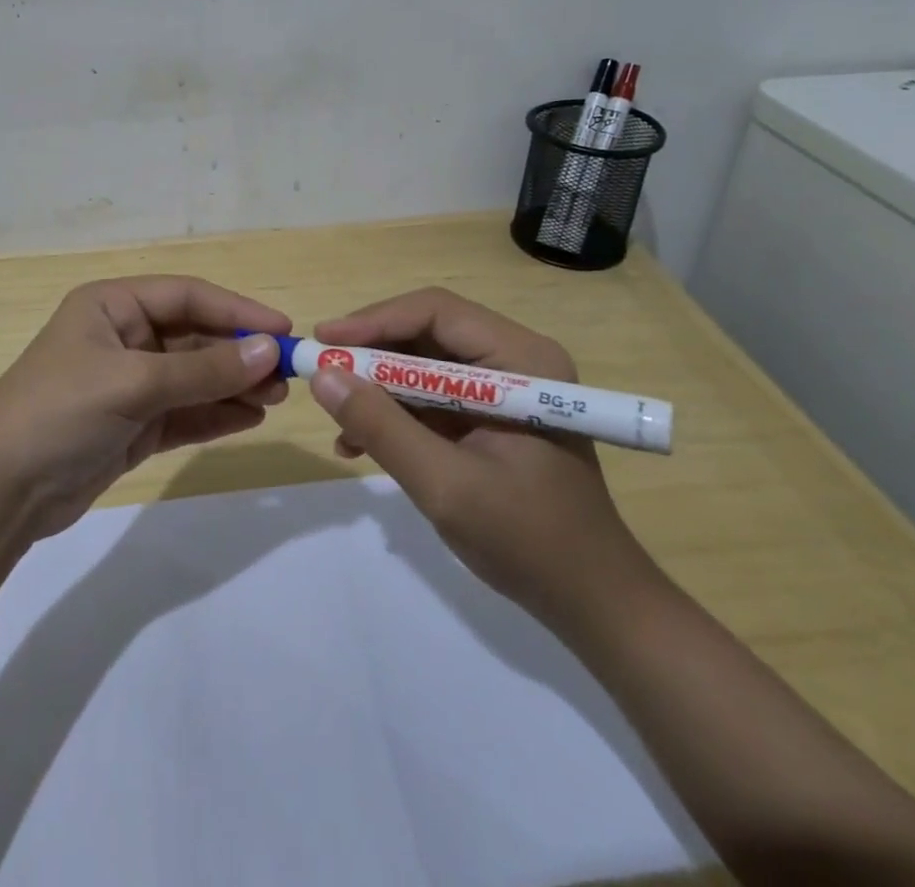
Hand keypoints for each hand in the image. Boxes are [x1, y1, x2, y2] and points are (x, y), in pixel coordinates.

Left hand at [0, 276, 290, 539]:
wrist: (0, 493)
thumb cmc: (60, 412)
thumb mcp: (133, 383)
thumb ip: (203, 370)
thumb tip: (269, 350)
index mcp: (112, 306)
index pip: (187, 296)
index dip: (237, 310)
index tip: (283, 329)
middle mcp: (123, 337)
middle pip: (195, 336)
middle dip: (239, 353)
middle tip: (287, 374)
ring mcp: (129, 384)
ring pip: (194, 376)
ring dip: (234, 384)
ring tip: (275, 398)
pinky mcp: (134, 425)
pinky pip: (185, 411)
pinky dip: (216, 414)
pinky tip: (250, 417)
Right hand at [308, 288, 653, 631]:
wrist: (592, 603)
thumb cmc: (530, 541)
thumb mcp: (445, 485)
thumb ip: (382, 427)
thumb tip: (322, 376)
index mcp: (521, 360)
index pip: (436, 312)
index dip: (375, 321)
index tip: (324, 343)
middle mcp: (514, 360)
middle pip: (426, 334)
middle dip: (371, 356)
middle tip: (322, 375)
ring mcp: (503, 389)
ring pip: (422, 365)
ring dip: (377, 389)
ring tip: (340, 423)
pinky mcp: (489, 416)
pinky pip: (430, 397)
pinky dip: (394, 414)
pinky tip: (360, 444)